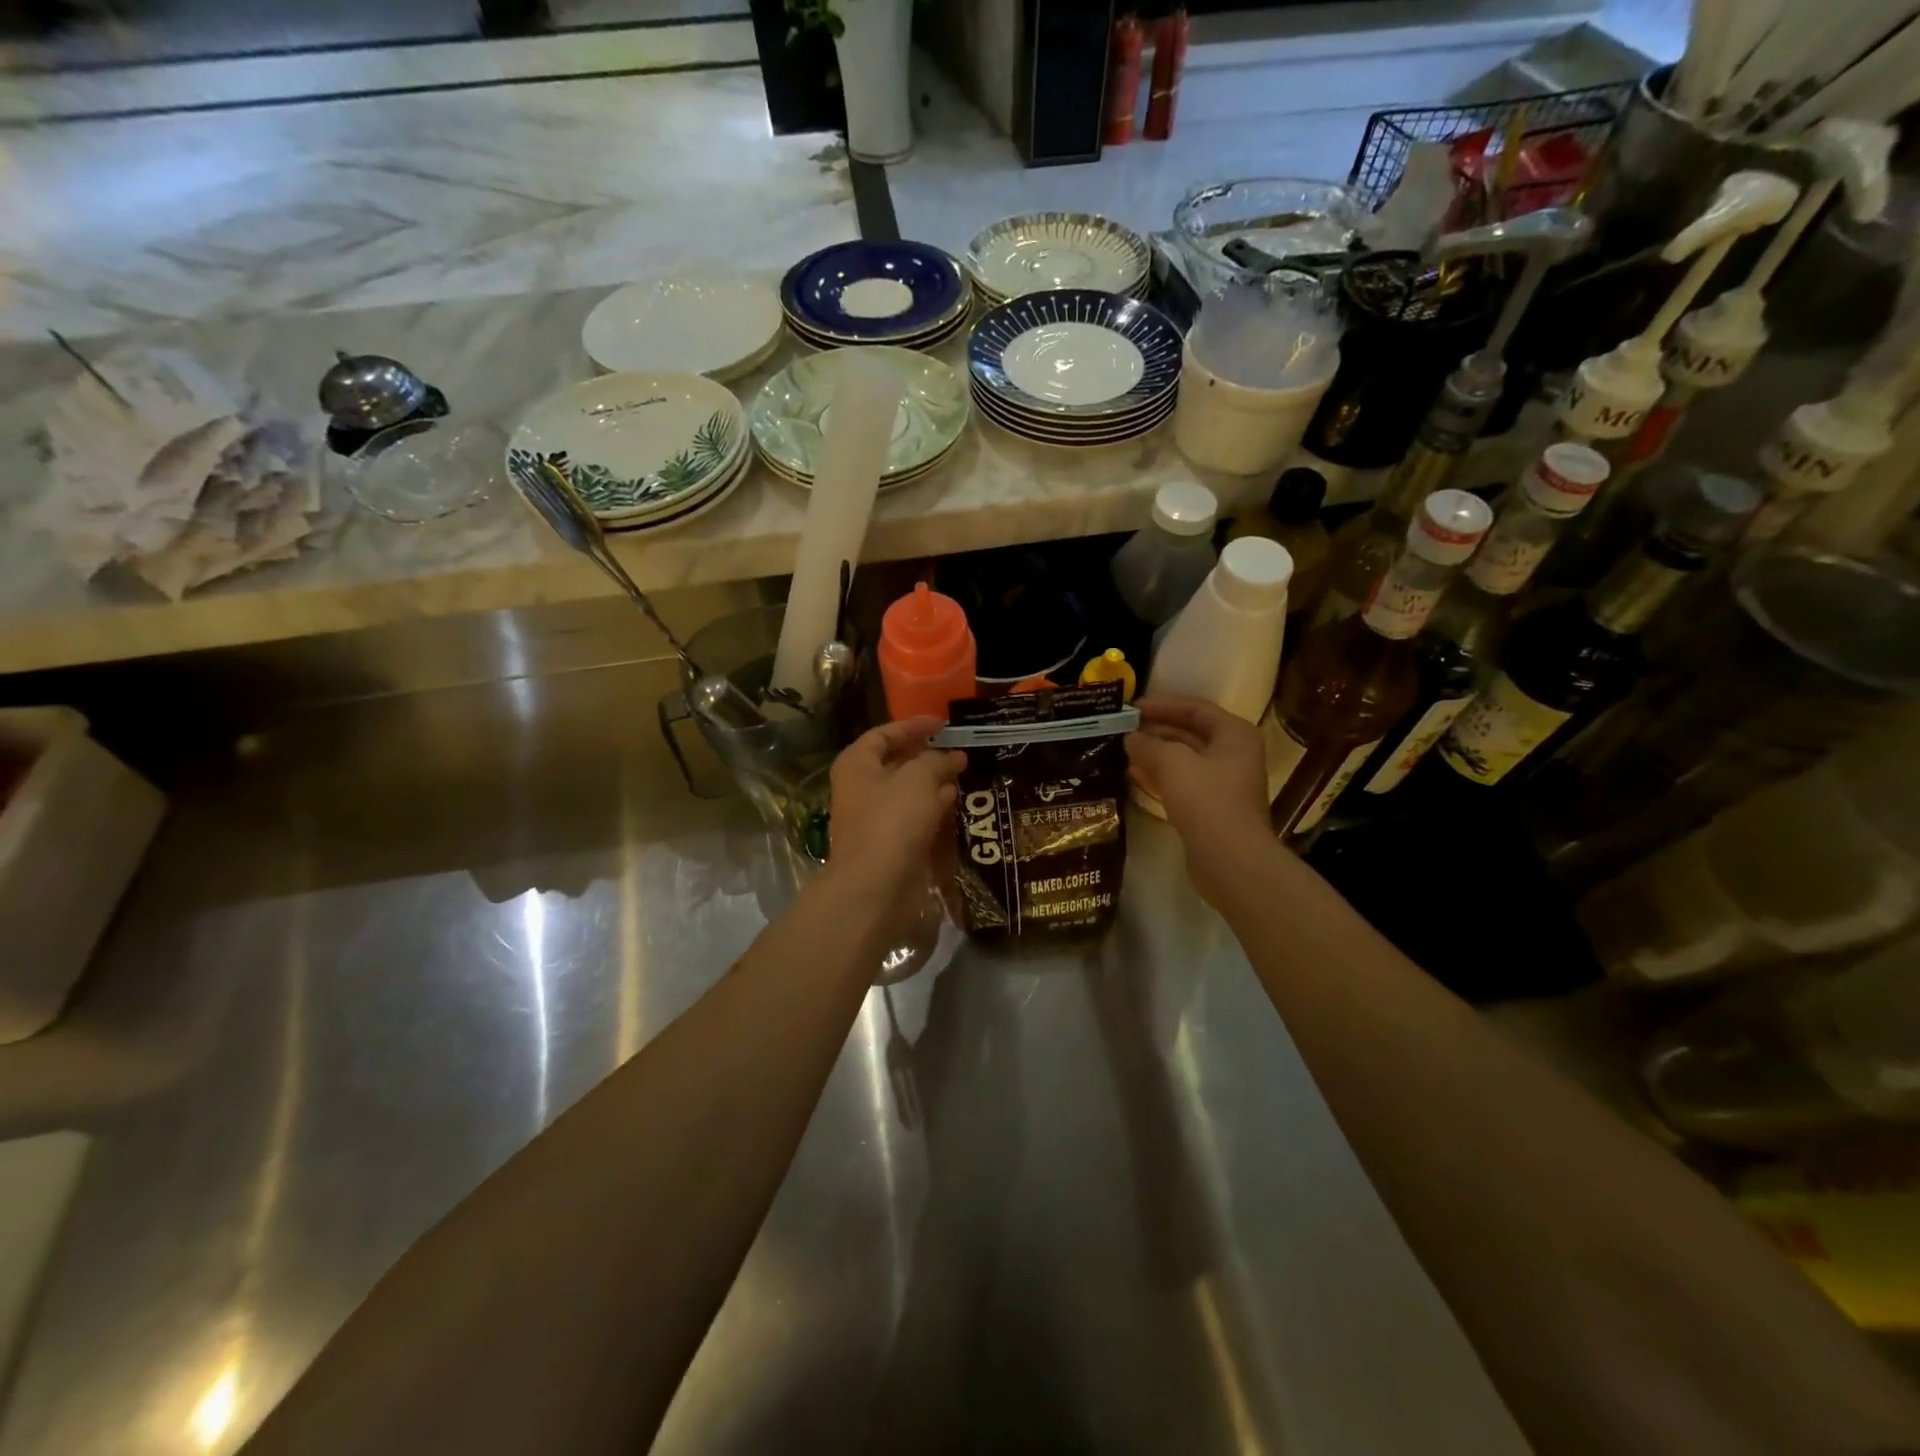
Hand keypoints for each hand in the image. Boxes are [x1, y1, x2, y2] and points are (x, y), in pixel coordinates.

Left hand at [827, 717, 965, 899]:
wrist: (875, 887)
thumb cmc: (891, 822)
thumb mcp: (918, 780)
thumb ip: (937, 761)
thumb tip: (953, 757)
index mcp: (857, 765)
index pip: (884, 734)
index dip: (913, 726)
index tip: (943, 724)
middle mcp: (861, 789)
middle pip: (896, 763)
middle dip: (927, 755)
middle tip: (958, 749)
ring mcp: (875, 819)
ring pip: (908, 792)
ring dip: (934, 782)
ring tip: (964, 773)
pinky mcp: (891, 844)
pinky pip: (914, 817)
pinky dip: (934, 808)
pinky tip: (956, 803)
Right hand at [1127, 696, 1276, 901]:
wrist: (1231, 860)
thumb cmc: (1207, 801)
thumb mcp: (1172, 763)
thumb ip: (1148, 745)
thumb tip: (1131, 738)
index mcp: (1234, 735)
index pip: (1196, 709)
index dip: (1163, 705)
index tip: (1132, 707)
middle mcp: (1234, 754)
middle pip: (1191, 733)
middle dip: (1157, 731)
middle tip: (1123, 730)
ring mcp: (1225, 783)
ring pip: (1185, 760)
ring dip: (1156, 754)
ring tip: (1124, 751)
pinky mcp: (1213, 808)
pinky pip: (1183, 782)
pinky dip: (1161, 776)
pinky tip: (1135, 777)